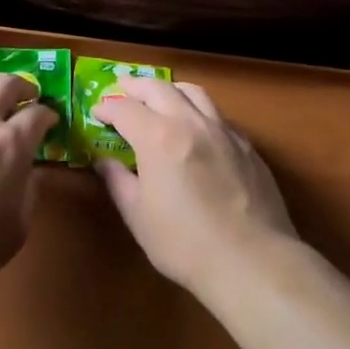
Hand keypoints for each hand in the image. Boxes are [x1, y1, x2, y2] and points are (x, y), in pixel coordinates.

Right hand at [93, 79, 302, 301]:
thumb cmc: (184, 243)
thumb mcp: (138, 215)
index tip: (97, 113)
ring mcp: (224, 132)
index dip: (106, 108)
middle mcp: (191, 123)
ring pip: (194, 93)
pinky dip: (198, 111)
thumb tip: (104, 161)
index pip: (125, 109)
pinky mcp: (248, 147)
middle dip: (135, 86)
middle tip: (122, 90)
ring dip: (170, 90)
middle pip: (159, 88)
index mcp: (158, 137)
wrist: (252, 261)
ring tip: (160, 97)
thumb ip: (118, 181)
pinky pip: (217, 115)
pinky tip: (196, 129)